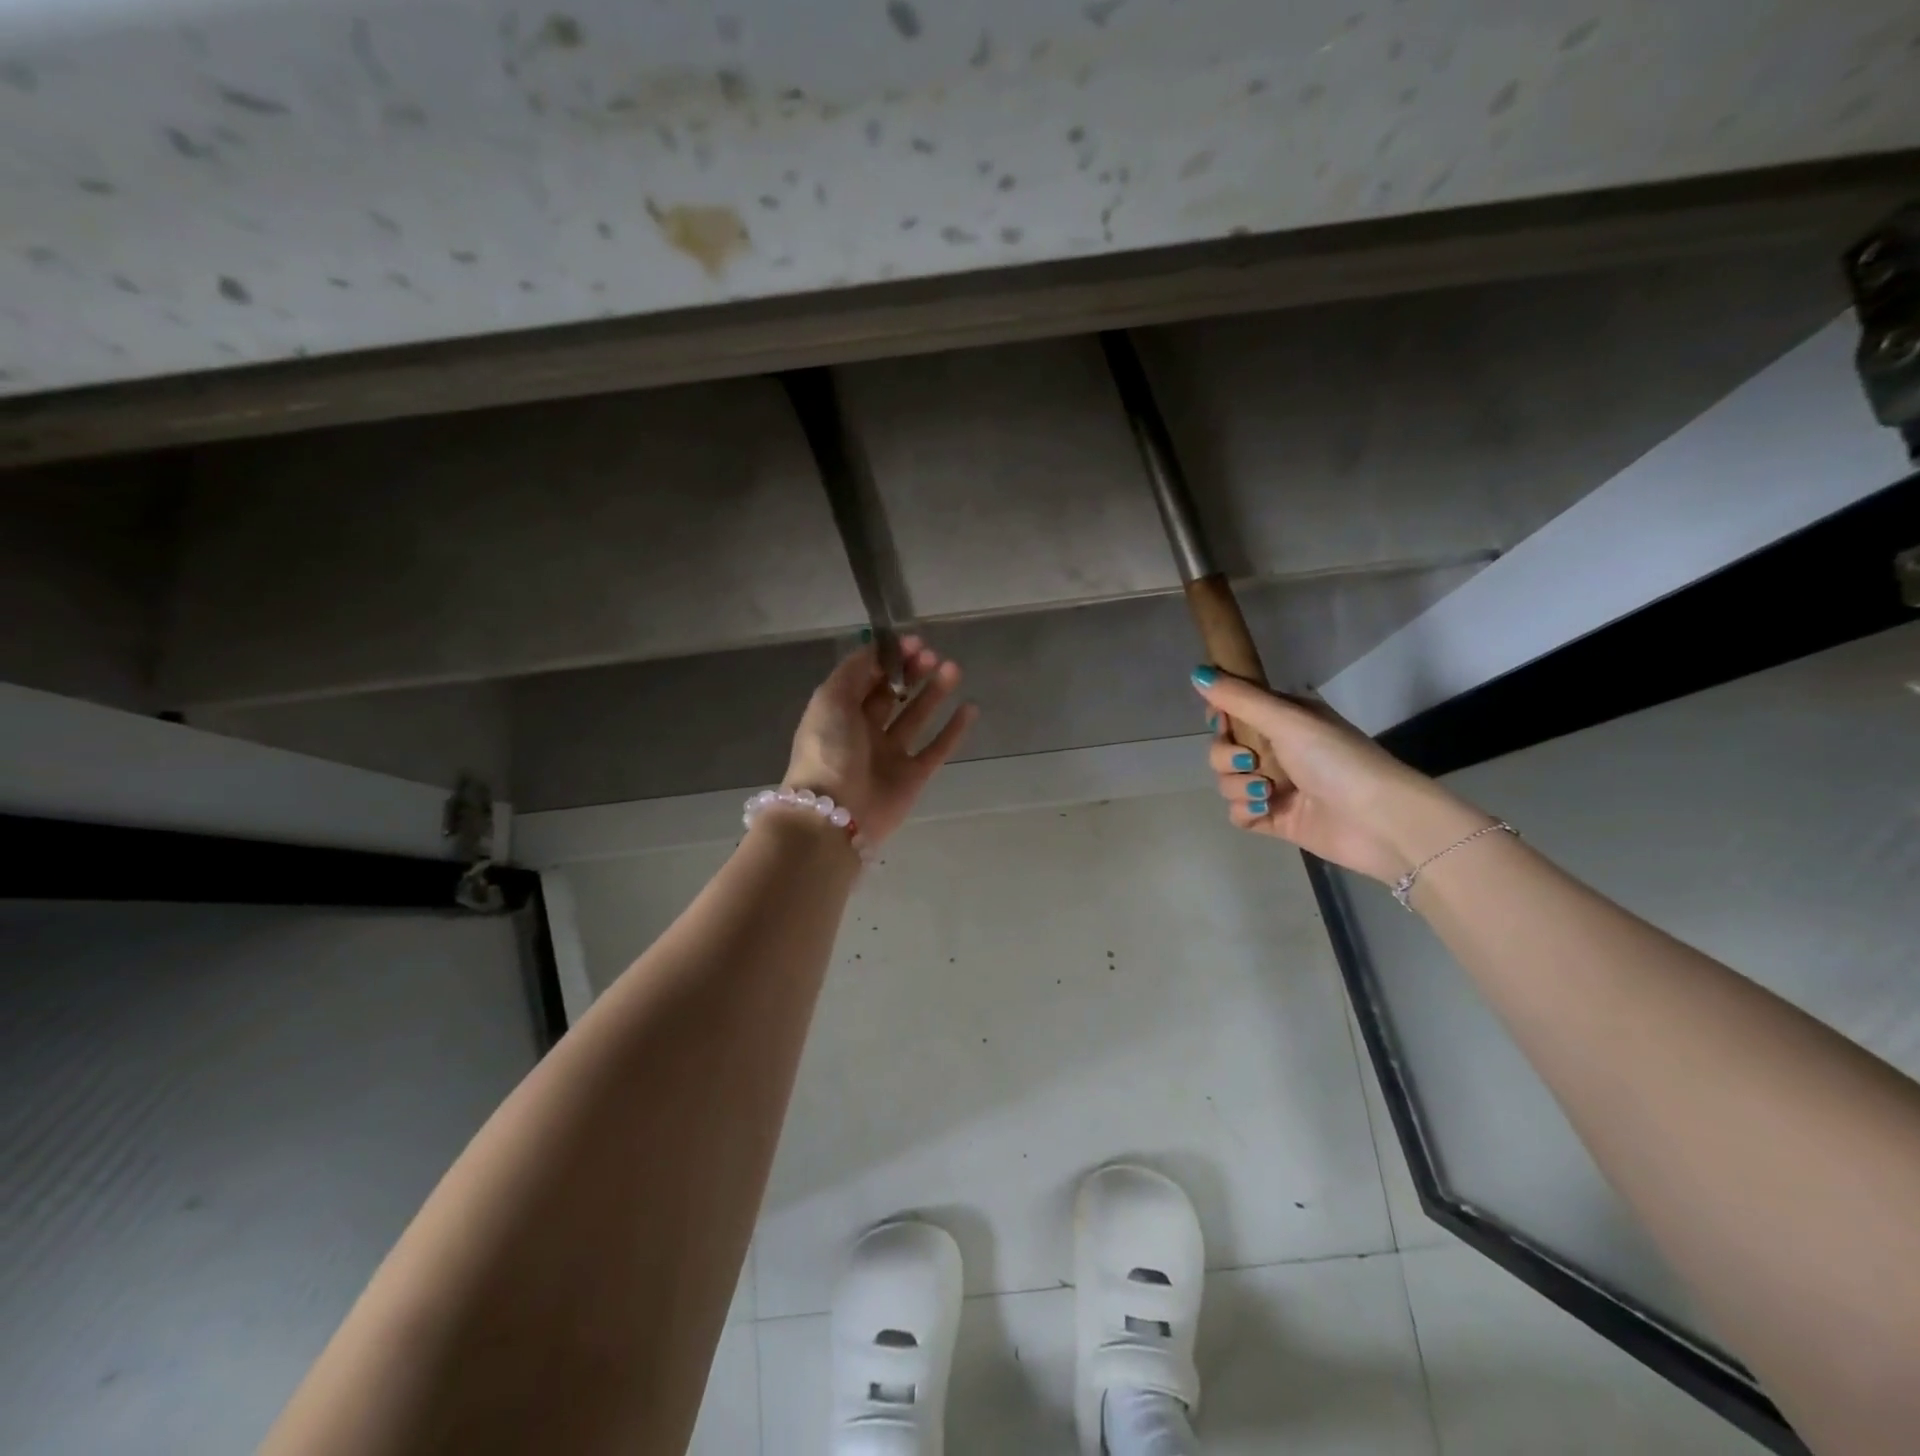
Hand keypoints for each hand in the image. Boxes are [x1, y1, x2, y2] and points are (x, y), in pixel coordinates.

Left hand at [784, 636, 977, 845]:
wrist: (837, 812)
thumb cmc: (828, 750)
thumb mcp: (830, 699)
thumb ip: (854, 670)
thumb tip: (876, 648)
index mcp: (841, 712)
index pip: (867, 677)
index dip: (889, 658)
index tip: (913, 642)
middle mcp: (865, 731)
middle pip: (894, 694)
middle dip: (913, 672)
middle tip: (932, 656)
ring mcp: (891, 755)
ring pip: (917, 717)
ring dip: (935, 692)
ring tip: (953, 669)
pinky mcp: (914, 776)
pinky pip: (937, 748)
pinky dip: (954, 729)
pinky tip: (970, 707)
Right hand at [1190, 668, 1489, 884]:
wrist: (1378, 820)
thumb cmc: (1337, 760)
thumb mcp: (1287, 720)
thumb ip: (1239, 698)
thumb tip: (1196, 672)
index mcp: (1283, 720)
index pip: (1233, 711)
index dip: (1220, 717)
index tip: (1222, 722)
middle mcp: (1277, 749)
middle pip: (1222, 748)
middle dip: (1226, 756)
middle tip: (1249, 760)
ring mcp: (1274, 786)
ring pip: (1226, 780)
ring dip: (1238, 785)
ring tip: (1268, 791)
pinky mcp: (1274, 818)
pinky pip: (1237, 812)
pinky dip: (1245, 810)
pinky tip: (1266, 810)